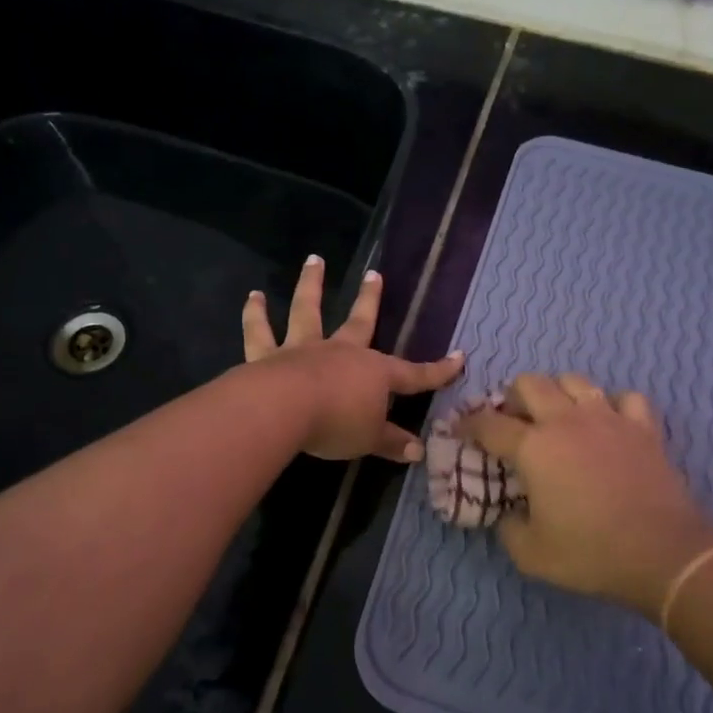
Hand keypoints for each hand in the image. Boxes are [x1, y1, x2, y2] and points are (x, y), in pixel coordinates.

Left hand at [243, 256, 462, 461]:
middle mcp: (341, 352)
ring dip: (311, 284)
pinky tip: (253, 296)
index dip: (438, 371)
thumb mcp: (370, 439)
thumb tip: (418, 452)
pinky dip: (255, 314)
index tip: (459, 358)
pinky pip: (260, 332)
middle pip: (360, 321)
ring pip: (308, 311)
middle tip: (374, 274)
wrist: (285, 409)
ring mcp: (303, 349)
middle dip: (370, 299)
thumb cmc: (336, 424)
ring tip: (314, 260)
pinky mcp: (267, 356)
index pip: (414, 374)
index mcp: (373, 373)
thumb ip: (392, 443)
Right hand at [459, 374, 712, 616]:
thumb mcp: (531, 554)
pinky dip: (612, 405)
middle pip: (530, 383)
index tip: (460, 429)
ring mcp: (607, 418)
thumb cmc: (591, 553)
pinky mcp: (643, 427)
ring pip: (575, 380)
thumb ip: (509, 528)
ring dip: (558, 392)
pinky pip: (625, 398)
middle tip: (513, 420)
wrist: (664, 554)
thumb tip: (510, 513)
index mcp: (533, 448)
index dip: (468, 424)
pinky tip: (609, 422)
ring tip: (558, 414)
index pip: (488, 424)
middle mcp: (566, 421)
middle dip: (513, 396)